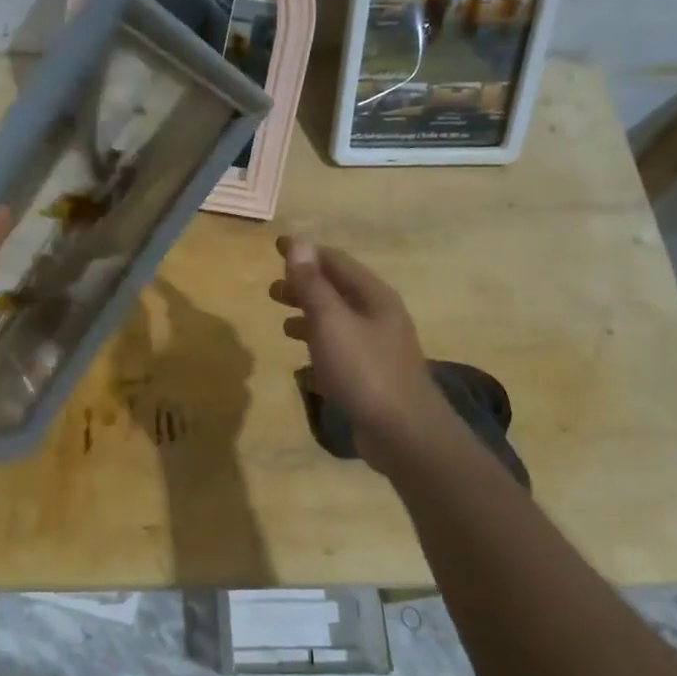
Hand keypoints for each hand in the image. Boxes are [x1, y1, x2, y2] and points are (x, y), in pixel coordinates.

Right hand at [269, 236, 454, 470]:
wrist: (404, 433)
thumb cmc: (364, 370)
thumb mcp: (331, 322)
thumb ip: (312, 285)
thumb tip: (299, 243)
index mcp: (373, 297)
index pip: (335, 262)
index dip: (305, 253)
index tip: (276, 245)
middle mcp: (379, 317)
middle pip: (338, 292)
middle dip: (305, 287)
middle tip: (272, 292)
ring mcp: (379, 349)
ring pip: (339, 324)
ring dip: (311, 319)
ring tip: (284, 326)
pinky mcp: (373, 378)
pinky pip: (341, 355)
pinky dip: (321, 352)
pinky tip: (303, 367)